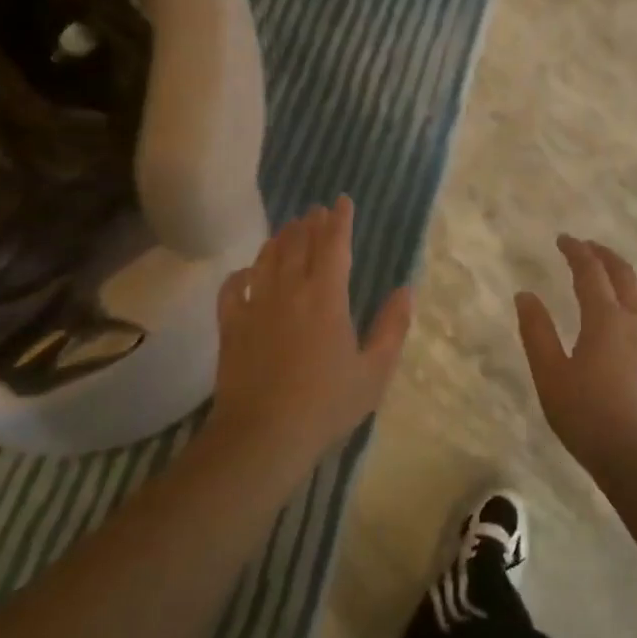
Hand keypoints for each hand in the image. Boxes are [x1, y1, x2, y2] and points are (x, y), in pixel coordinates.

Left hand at [206, 196, 412, 477]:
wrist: (262, 436)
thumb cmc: (326, 405)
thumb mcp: (374, 372)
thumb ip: (392, 327)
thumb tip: (405, 290)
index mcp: (327, 297)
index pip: (334, 245)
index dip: (340, 220)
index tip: (342, 201)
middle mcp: (290, 290)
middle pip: (299, 244)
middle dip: (310, 223)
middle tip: (316, 211)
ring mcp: (256, 305)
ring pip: (267, 259)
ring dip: (280, 239)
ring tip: (288, 229)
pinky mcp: (231, 325)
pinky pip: (233, 287)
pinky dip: (242, 273)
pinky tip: (247, 272)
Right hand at [516, 234, 636, 481]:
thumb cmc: (590, 418)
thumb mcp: (551, 376)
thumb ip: (537, 333)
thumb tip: (525, 295)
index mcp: (605, 319)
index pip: (591, 272)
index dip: (577, 251)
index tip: (563, 238)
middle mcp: (635, 322)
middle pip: (624, 275)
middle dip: (604, 255)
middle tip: (586, 247)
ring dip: (623, 274)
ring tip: (607, 273)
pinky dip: (634, 297)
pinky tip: (625, 316)